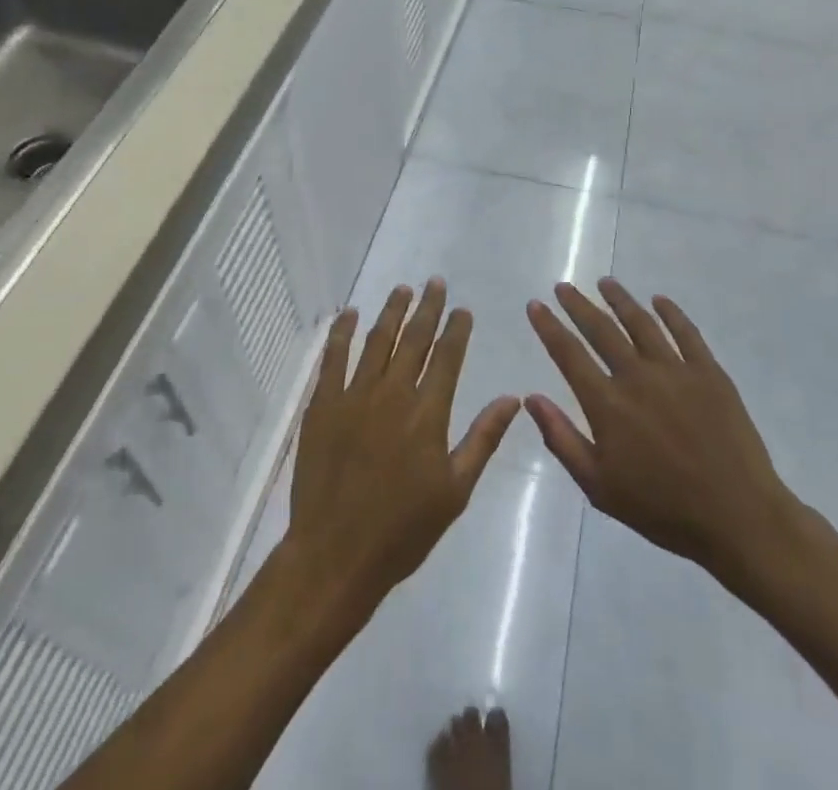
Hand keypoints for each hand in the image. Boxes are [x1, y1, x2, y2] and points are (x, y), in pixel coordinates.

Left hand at [282, 279, 520, 617]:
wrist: (336, 553)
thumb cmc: (403, 529)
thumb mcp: (455, 490)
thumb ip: (483, 439)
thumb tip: (513, 398)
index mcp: (428, 413)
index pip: (447, 357)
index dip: (456, 329)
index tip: (462, 309)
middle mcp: (393, 393)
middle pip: (414, 338)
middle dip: (428, 308)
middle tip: (435, 283)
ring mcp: (354, 395)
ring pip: (377, 340)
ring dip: (392, 311)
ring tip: (403, 289)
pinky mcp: (324, 404)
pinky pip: (333, 357)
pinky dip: (343, 332)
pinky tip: (351, 314)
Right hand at [525, 280, 814, 601]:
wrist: (738, 518)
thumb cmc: (663, 509)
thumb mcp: (599, 487)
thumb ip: (562, 439)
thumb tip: (531, 398)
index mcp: (607, 404)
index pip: (569, 354)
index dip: (549, 327)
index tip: (535, 305)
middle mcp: (637, 376)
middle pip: (601, 330)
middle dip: (578, 305)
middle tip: (563, 286)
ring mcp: (676, 370)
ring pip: (641, 323)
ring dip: (620, 300)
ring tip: (605, 283)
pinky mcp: (709, 372)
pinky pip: (686, 332)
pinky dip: (670, 312)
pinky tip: (659, 300)